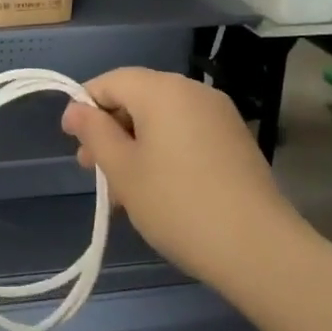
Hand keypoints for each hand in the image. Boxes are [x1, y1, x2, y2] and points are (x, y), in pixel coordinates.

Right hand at [60, 69, 302, 282]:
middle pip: (137, 96)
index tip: (73, 142)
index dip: (85, 106)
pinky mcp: (235, 139)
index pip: (110, 81)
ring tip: (122, 187)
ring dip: (135, 143)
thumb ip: (95, 132)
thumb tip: (76, 108)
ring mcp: (219, 115)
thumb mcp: (123, 169)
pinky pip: (186, 132)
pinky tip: (157, 188)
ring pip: (162, 118)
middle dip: (110, 128)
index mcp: (162, 89)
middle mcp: (193, 91)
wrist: (258, 249)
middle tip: (93, 169)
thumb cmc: (177, 204)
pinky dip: (164, 149)